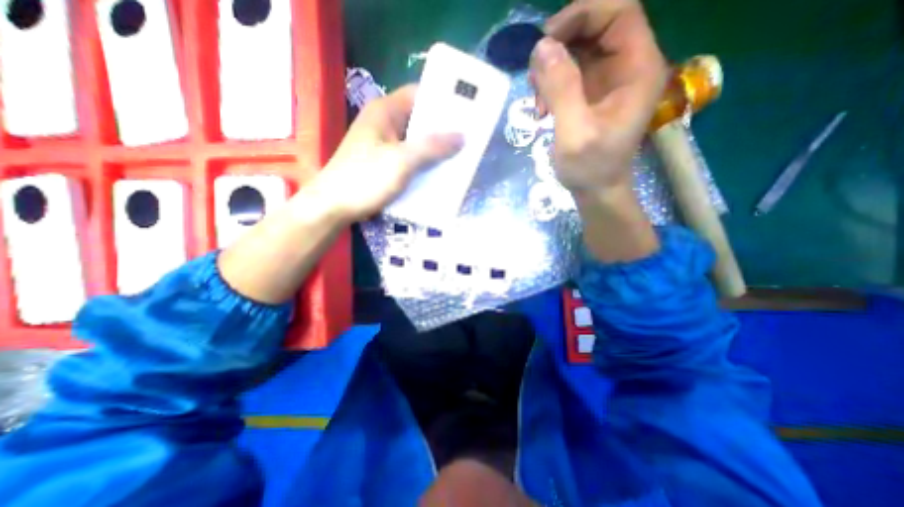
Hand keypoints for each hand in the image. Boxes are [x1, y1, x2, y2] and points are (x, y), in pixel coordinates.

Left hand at [314, 85, 464, 222]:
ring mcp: (383, 144)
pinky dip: (424, 162)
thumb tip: (462, 136)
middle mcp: (384, 123)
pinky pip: (409, 157)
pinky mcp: (384, 163)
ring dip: (434, 148)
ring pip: (415, 140)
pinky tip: (439, 171)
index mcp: (384, 111)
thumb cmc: (365, 179)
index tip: (466, 112)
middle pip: (419, 119)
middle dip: (442, 129)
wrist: (333, 207)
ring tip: (459, 155)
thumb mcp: (401, 161)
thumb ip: (432, 147)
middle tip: (468, 137)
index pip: (418, 93)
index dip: (442, 100)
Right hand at [531, 0, 660, 192]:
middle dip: (560, 44)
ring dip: (551, 66)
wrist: (596, 190)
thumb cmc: (590, 167)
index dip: (582, 15)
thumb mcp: (574, 132)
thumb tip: (541, 47)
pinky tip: (542, 105)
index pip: (618, 12)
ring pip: (578, 48)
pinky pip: (570, 70)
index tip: (546, 41)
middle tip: (535, 75)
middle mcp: (627, 65)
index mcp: (637, 68)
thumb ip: (562, 89)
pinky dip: (551, 81)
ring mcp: (608, 79)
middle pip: (595, 26)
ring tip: (537, 97)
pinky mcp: (592, 92)